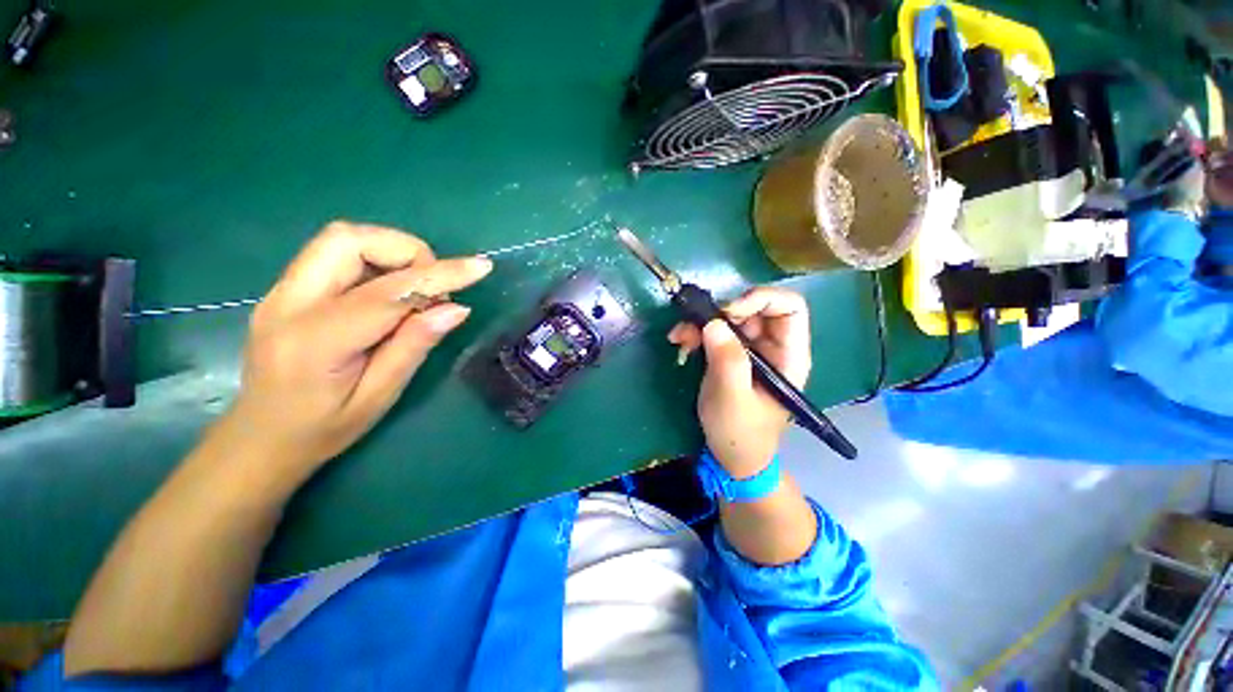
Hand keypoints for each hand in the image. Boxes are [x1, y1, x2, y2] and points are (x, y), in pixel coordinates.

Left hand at [220, 221, 492, 479]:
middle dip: (407, 252)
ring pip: (341, 239)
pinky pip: (334, 255)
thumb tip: (456, 309)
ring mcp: (281, 291)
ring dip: (391, 254)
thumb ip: (415, 345)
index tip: (480, 267)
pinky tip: (390, 295)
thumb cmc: (323, 429)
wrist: (259, 439)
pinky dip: (375, 262)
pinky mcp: (286, 290)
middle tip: (434, 288)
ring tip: (415, 291)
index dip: (440, 275)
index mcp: (316, 340)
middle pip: (349, 240)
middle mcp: (289, 303)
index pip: (387, 291)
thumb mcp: (379, 395)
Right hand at [667, 287, 811, 478]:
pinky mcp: (729, 355)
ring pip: (729, 319)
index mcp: (789, 355)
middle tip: (694, 324)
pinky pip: (714, 332)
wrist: (731, 456)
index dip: (760, 299)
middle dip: (721, 312)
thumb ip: (728, 361)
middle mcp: (772, 346)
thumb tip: (713, 323)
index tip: (727, 312)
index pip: (789, 307)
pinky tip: (680, 343)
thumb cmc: (740, 433)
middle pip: (753, 308)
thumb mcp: (733, 399)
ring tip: (680, 337)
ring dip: (701, 323)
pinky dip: (695, 333)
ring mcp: (750, 350)